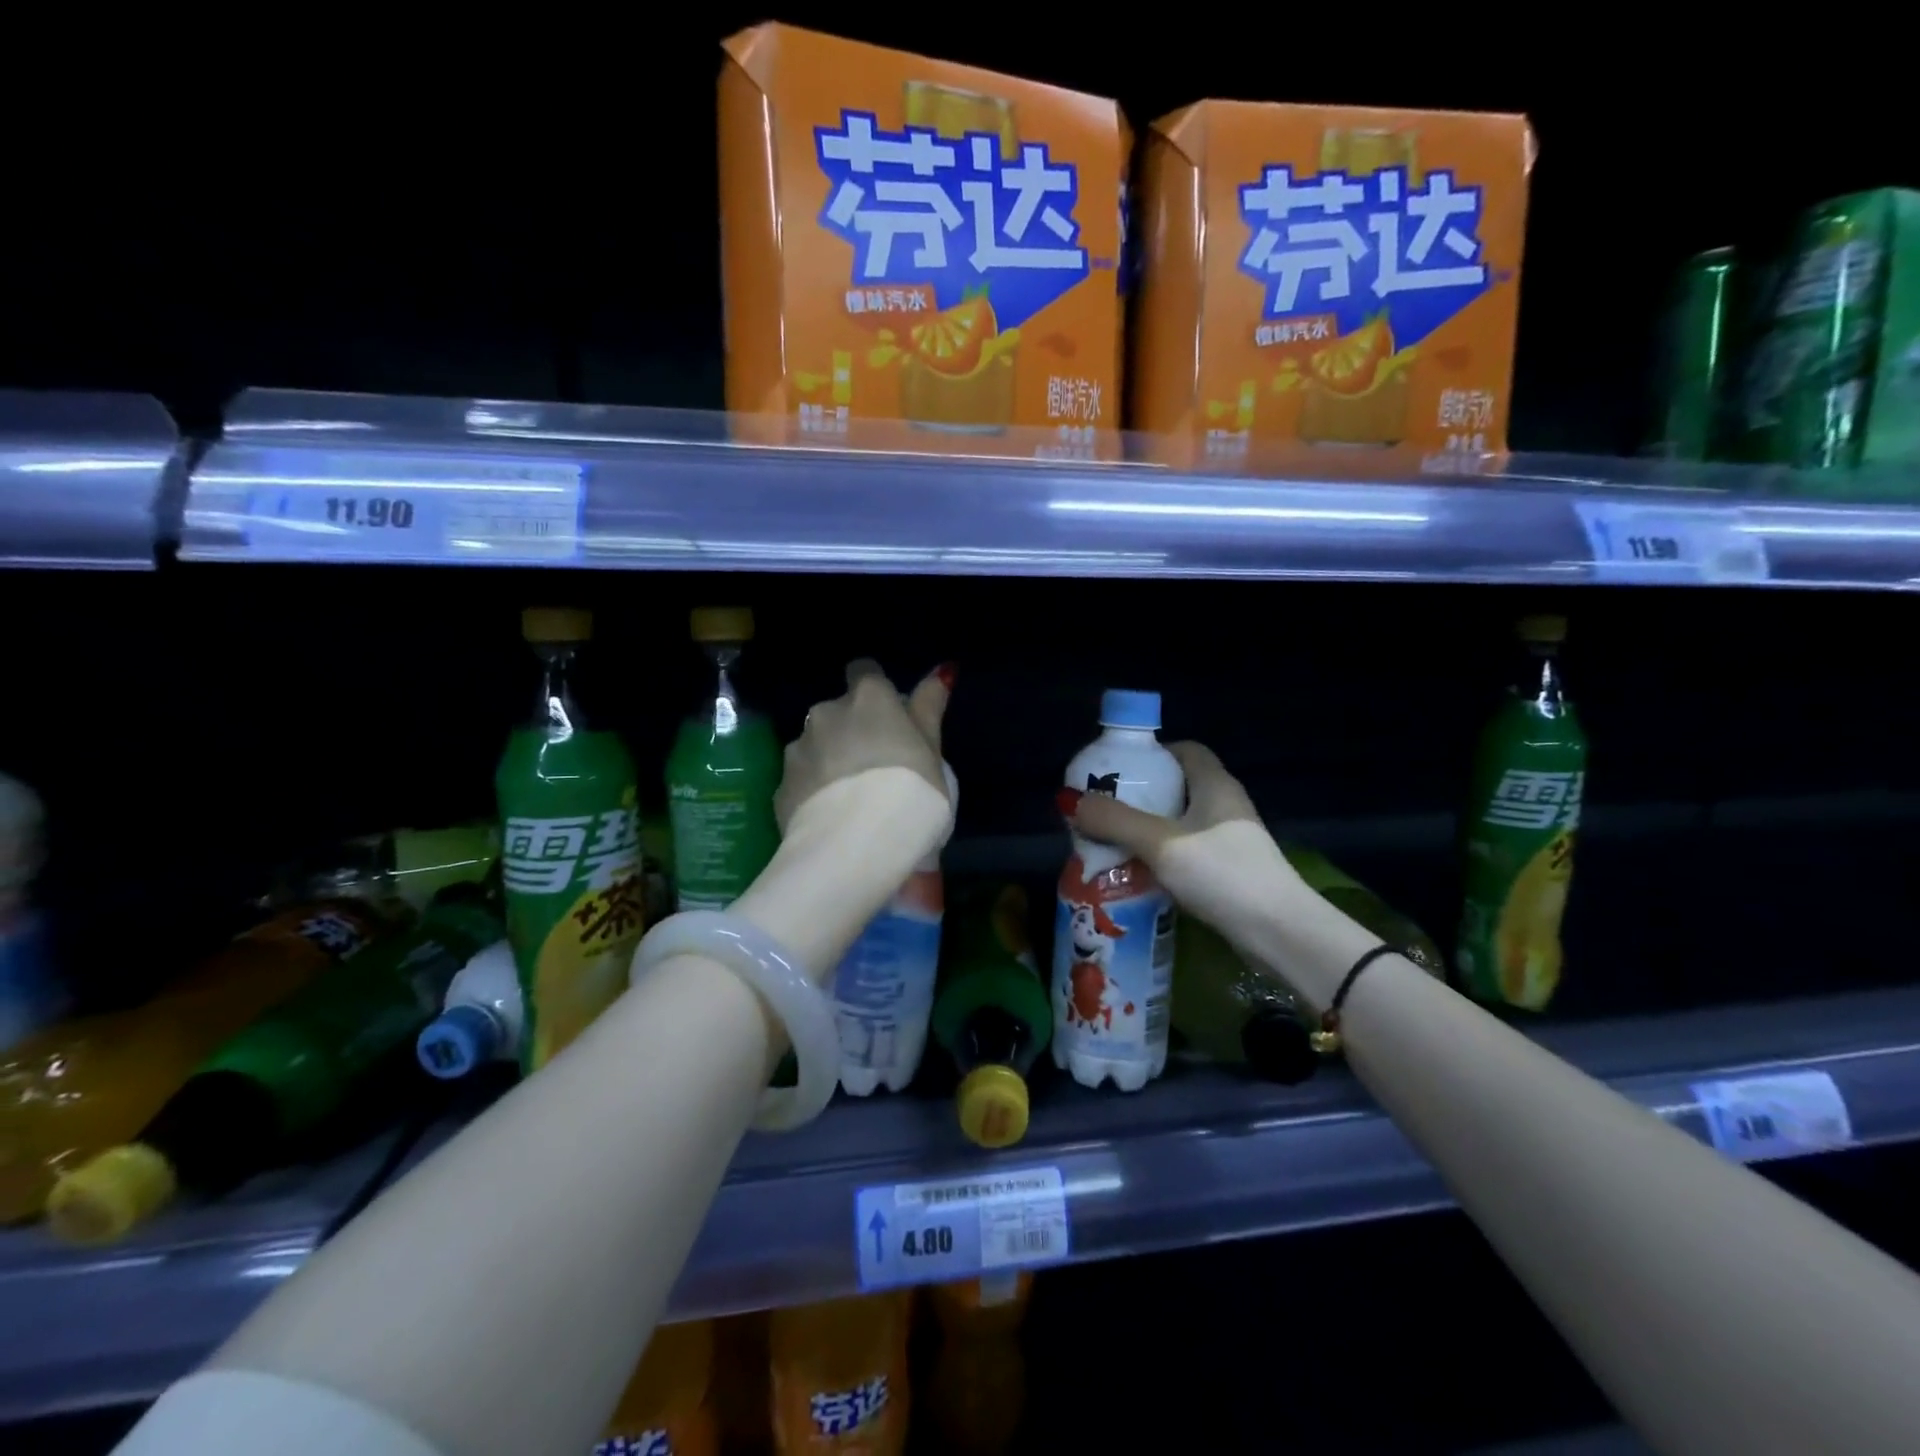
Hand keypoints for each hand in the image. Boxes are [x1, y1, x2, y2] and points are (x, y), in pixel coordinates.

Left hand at [773, 659, 952, 835]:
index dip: (876, 693)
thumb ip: (929, 708)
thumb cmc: (911, 792)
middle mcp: (826, 712)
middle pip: (838, 710)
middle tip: (875, 766)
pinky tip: (831, 817)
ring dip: (829, 758)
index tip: (889, 719)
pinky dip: (813, 790)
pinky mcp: (780, 786)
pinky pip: (801, 779)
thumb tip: (941, 671)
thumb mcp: (933, 751)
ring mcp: (798, 748)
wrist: (857, 848)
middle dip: (851, 729)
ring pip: (815, 744)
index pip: (865, 671)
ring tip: (850, 797)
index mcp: (868, 698)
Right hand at [1060, 741, 1307, 942]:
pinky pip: (1187, 853)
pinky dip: (1162, 857)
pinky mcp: (1230, 873)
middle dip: (1140, 795)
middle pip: (1179, 788)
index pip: (1186, 750)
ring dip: (1147, 830)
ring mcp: (1230, 842)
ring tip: (1111, 841)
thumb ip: (1115, 820)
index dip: (1154, 753)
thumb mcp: (1161, 842)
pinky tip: (1137, 873)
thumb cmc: (1223, 873)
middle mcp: (1225, 807)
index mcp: (1216, 785)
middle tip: (1104, 808)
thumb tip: (1071, 800)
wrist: (1280, 934)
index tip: (1119, 768)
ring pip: (1180, 824)